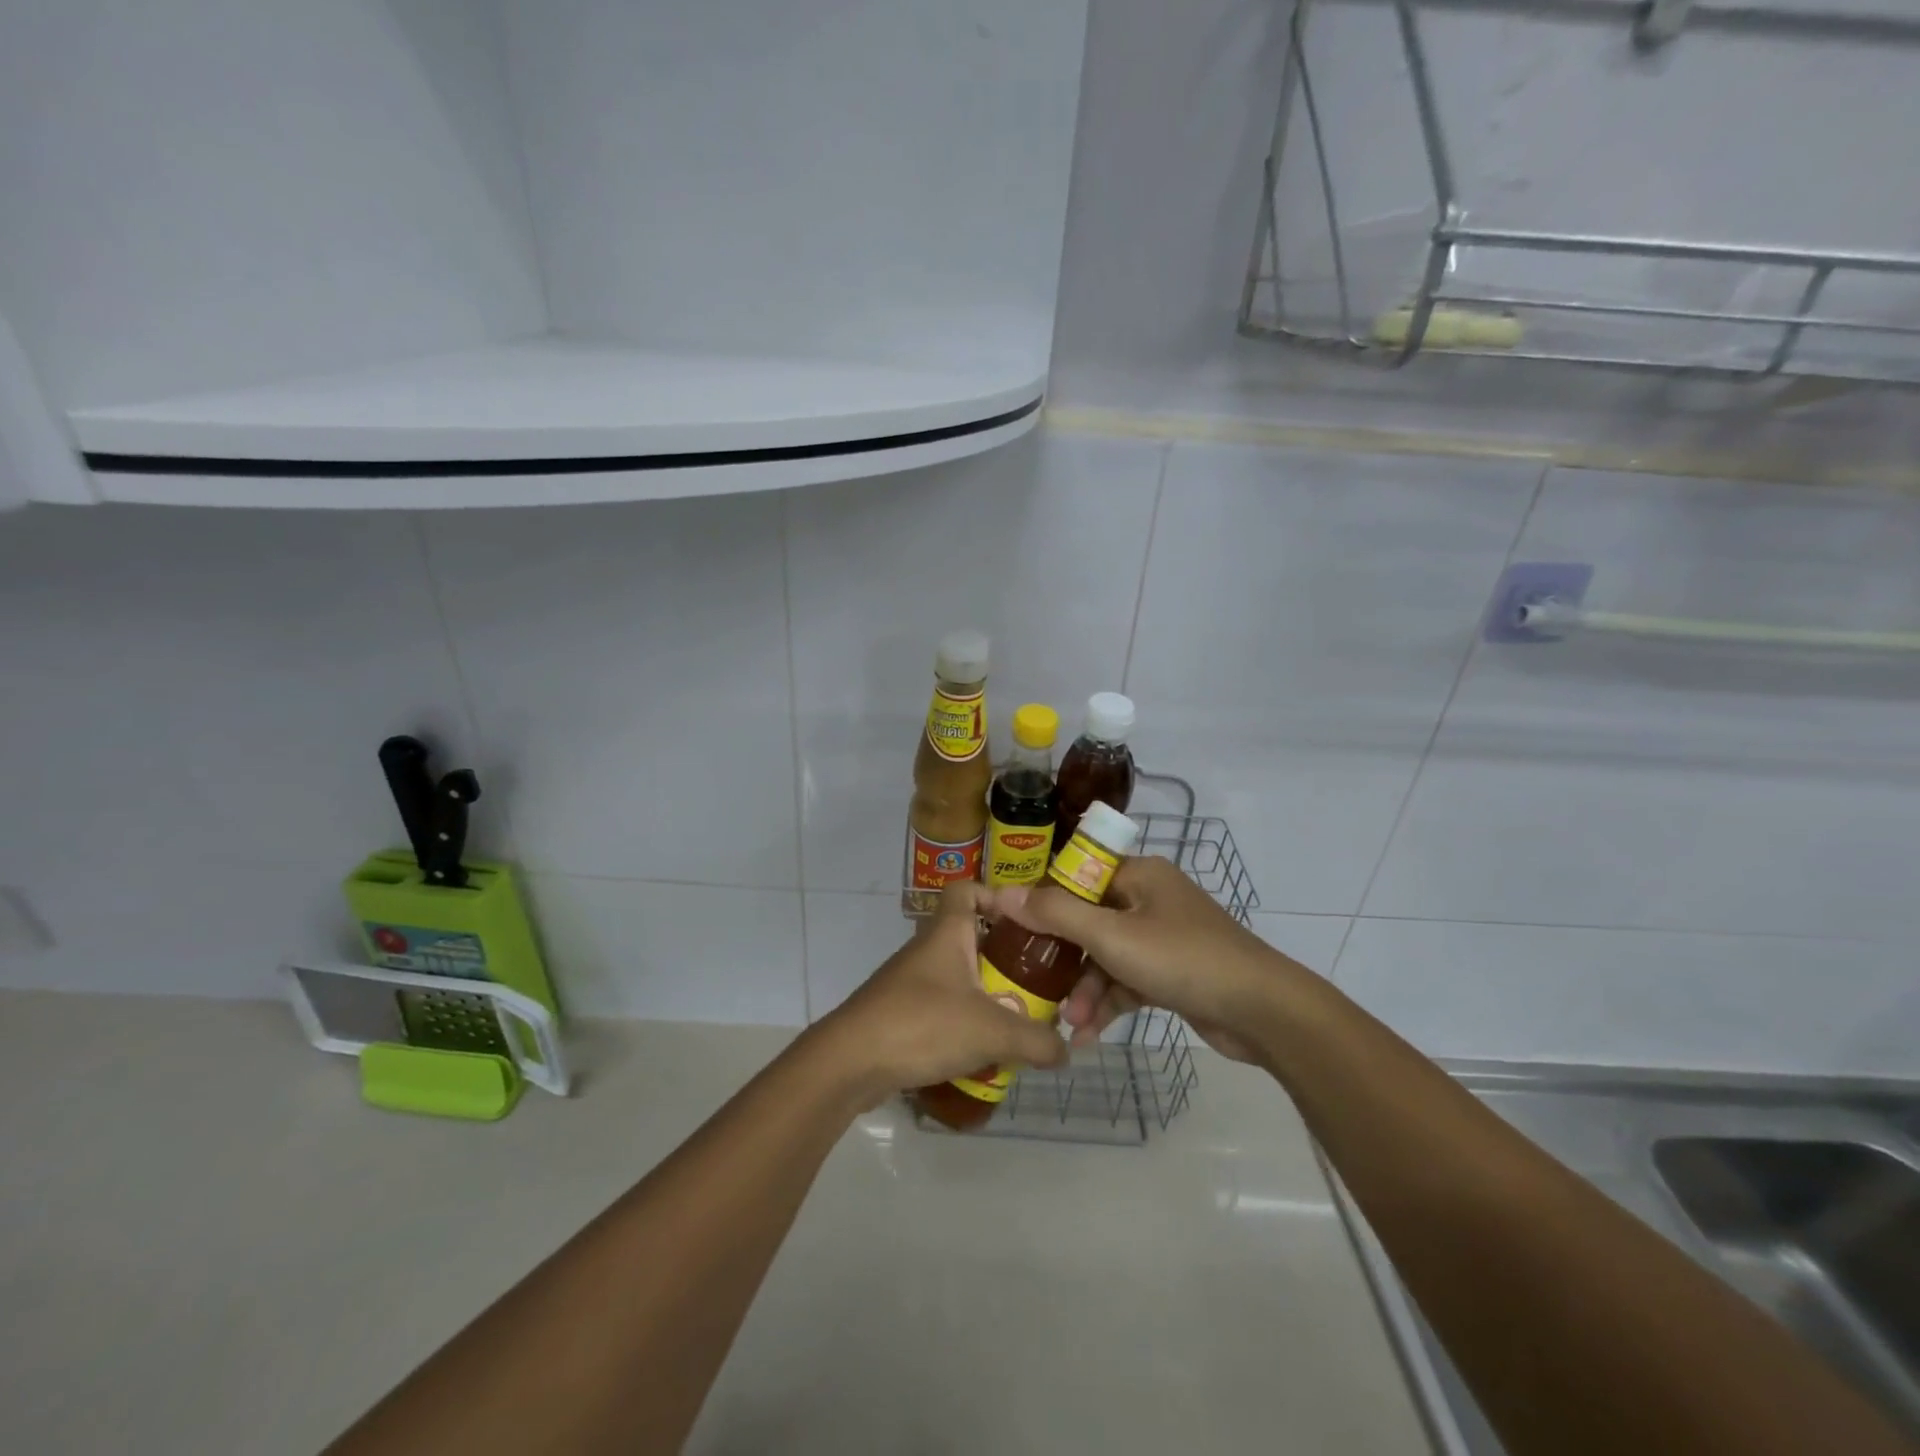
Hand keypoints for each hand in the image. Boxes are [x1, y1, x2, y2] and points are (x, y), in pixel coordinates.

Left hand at [818, 881, 1068, 1101]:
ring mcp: (910, 982)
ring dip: (985, 993)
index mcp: (947, 934)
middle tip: (1036, 980)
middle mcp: (927, 950)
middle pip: (969, 936)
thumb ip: (1036, 1040)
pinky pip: (941, 1006)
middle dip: (1002, 956)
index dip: (995, 895)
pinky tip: (983, 1050)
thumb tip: (1066, 1050)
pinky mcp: (900, 1013)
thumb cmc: (922, 1024)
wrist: (850, 1061)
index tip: (1026, 922)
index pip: (967, 890)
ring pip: (957, 975)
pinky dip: (963, 1021)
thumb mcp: (992, 1032)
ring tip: (1018, 1020)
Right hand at [978, 857, 1285, 1064]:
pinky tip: (1089, 1035)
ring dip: (1087, 990)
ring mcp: (1164, 937)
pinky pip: (1129, 980)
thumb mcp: (1111, 936)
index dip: (1044, 902)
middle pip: (1090, 921)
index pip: (1077, 878)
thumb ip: (1055, 914)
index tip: (1012, 930)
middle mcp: (1150, 899)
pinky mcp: (1174, 972)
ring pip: (1108, 957)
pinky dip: (1111, 1003)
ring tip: (1070, 1024)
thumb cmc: (1182, 959)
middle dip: (1065, 960)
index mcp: (1138, 876)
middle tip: (1035, 987)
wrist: (1262, 1011)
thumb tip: (1001, 893)